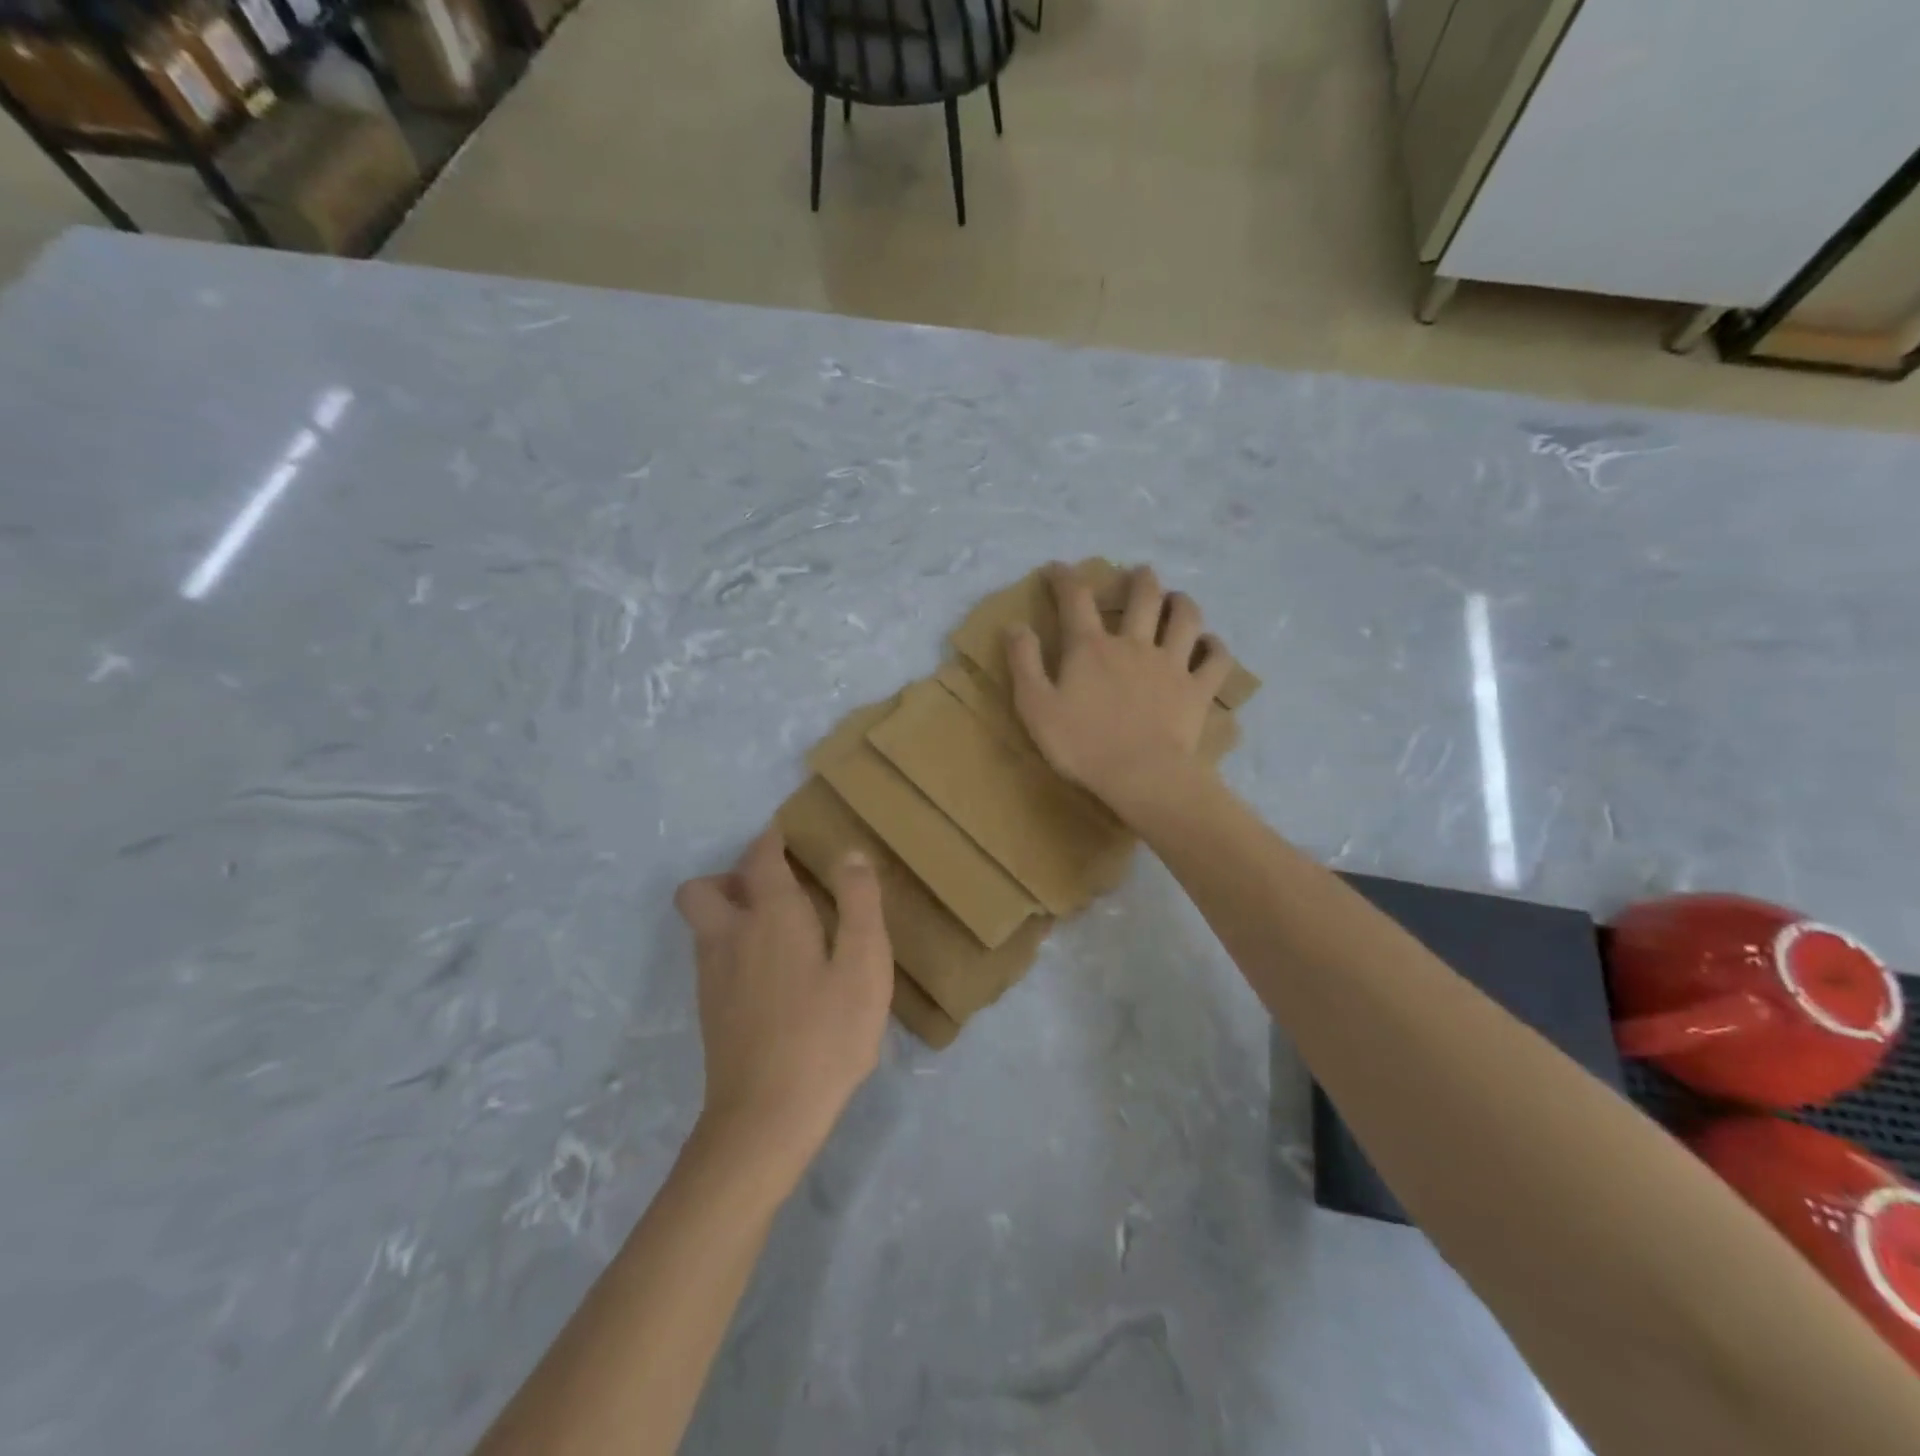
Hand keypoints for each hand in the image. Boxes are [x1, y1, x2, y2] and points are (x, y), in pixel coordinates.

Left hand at [674, 829, 892, 1181]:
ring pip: (703, 924)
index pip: (760, 858)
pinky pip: (711, 957)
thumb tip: (849, 854)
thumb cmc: (826, 1035)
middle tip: (774, 888)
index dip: (772, 840)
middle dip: (732, 876)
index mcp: (770, 916)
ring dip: (729, 911)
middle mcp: (729, 936)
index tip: (789, 836)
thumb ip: (860, 904)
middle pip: (703, 888)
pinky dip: (732, 947)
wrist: (766, 1118)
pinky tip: (771, 975)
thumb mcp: (865, 966)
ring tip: (778, 929)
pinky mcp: (709, 1011)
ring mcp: (712, 977)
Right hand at [1007, 562, 1232, 822]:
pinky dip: (1215, 647)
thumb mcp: (1035, 706)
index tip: (1057, 569)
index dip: (1065, 578)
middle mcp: (1134, 644)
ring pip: (1186, 619)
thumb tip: (1015, 625)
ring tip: (1178, 599)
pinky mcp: (1197, 690)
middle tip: (1139, 573)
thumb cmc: (1082, 744)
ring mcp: (1171, 665)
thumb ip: (1023, 662)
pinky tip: (1210, 644)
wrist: (1141, 776)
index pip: (1076, 599)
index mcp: (1091, 648)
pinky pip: (1216, 660)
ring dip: (1182, 602)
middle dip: (1140, 579)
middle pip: (1144, 597)